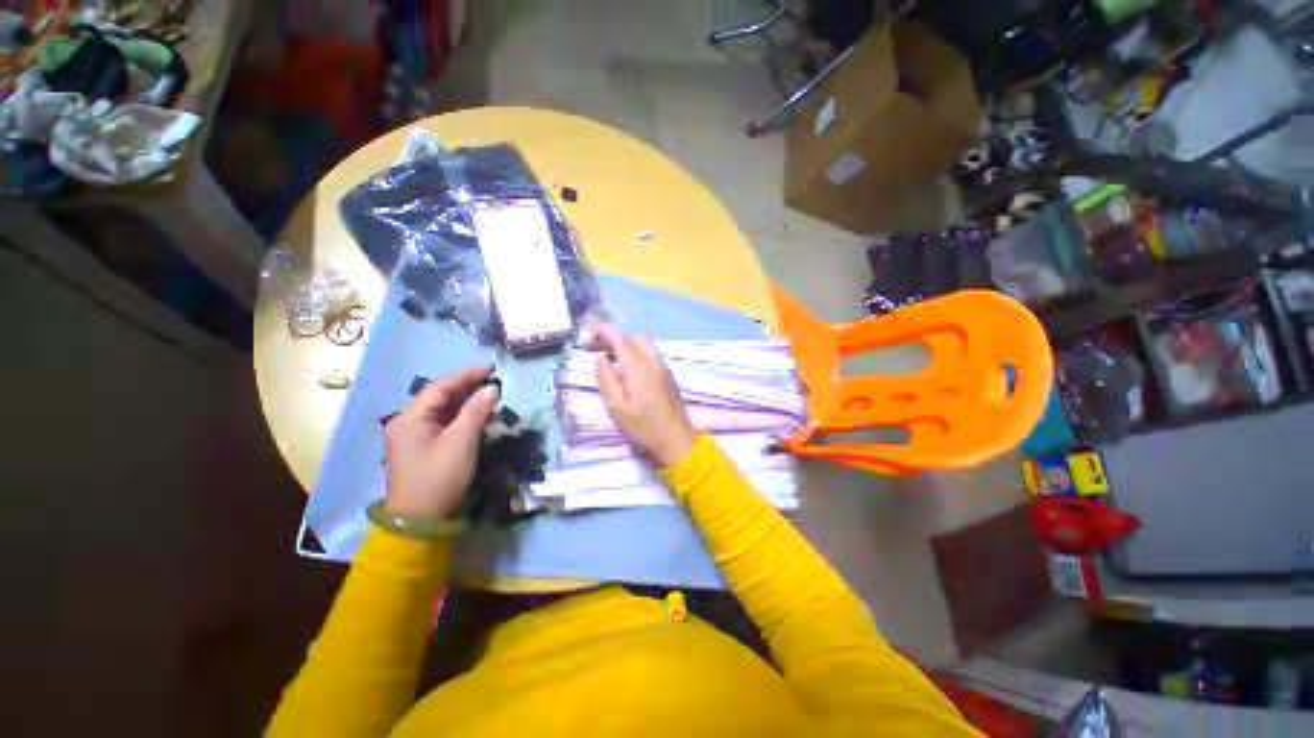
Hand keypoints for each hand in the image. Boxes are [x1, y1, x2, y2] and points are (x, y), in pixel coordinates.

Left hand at [383, 365, 499, 520]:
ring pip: (443, 410)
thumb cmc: (438, 477)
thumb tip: (492, 388)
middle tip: (494, 381)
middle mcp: (408, 422)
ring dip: (467, 402)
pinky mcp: (423, 448)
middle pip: (440, 397)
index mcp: (410, 418)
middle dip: (467, 387)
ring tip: (492, 397)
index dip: (466, 375)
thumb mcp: (461, 441)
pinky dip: (463, 417)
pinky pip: (444, 424)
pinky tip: (481, 417)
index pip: (440, 387)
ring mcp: (414, 436)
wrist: (420, 520)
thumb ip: (476, 411)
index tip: (491, 369)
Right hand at [593, 325, 697, 465]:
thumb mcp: (617, 407)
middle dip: (613, 337)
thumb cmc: (644, 426)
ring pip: (643, 344)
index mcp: (638, 367)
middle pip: (632, 338)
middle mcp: (652, 361)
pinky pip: (650, 353)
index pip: (620, 339)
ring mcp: (663, 367)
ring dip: (625, 344)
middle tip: (596, 347)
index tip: (590, 329)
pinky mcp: (667, 375)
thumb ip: (606, 380)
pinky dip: (635, 351)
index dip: (604, 331)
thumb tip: (599, 359)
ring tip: (609, 356)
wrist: (677, 439)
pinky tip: (626, 367)